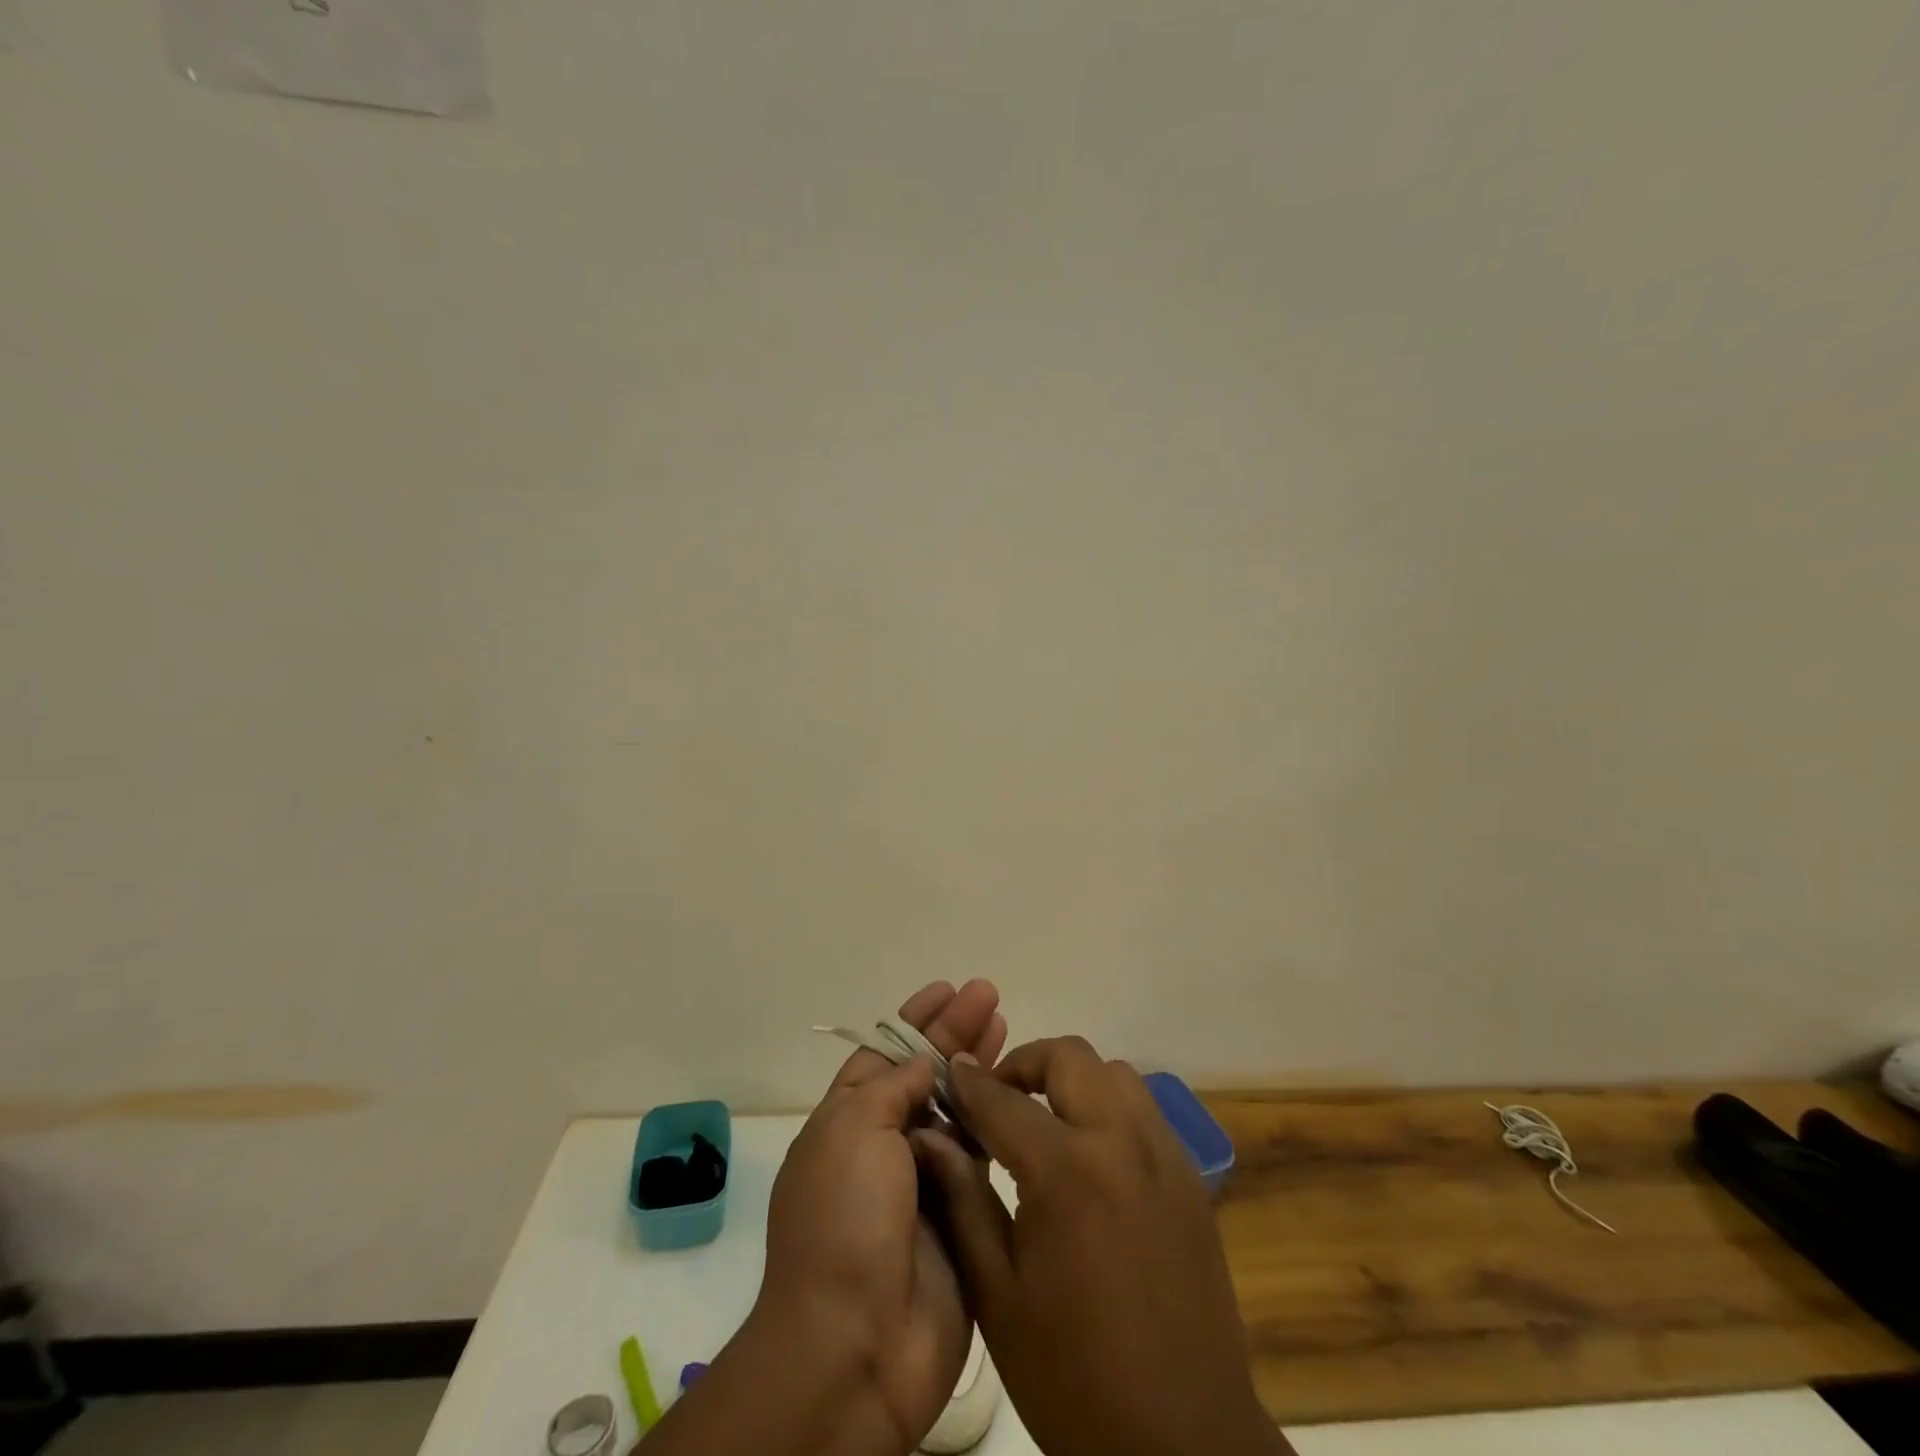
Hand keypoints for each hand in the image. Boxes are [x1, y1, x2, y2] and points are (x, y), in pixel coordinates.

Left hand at [756, 980, 1007, 1454]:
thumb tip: (923, 1065)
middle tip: (991, 996)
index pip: (884, 1054)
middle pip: (925, 1073)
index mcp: (846, 1122)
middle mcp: (885, 1145)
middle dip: (955, 1032)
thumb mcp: (853, 1129)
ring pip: (957, 1108)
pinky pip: (981, 1155)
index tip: (948, 988)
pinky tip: (1016, 1089)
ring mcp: (924, 1180)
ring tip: (1006, 1025)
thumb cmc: (845, 1219)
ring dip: (978, 1067)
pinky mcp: (963, 1214)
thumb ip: (892, 1085)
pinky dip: (994, 1119)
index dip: (915, 1019)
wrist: (857, 1343)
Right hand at [915, 1037, 1293, 1455]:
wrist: (1184, 1443)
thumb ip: (963, 1200)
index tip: (949, 1071)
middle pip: (1070, 1056)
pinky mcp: (1190, 1177)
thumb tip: (933, 1134)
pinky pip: (1144, 1109)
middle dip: (1025, 1063)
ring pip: (1114, 1073)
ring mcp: (1164, 1155)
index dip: (969, 1081)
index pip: (1004, 1099)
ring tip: (1045, 1121)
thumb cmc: (1073, 1376)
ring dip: (1073, 1079)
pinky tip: (1091, 1155)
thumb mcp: (997, 1295)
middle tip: (999, 1097)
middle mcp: (1121, 1143)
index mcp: (1066, 1173)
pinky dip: (1109, 1106)